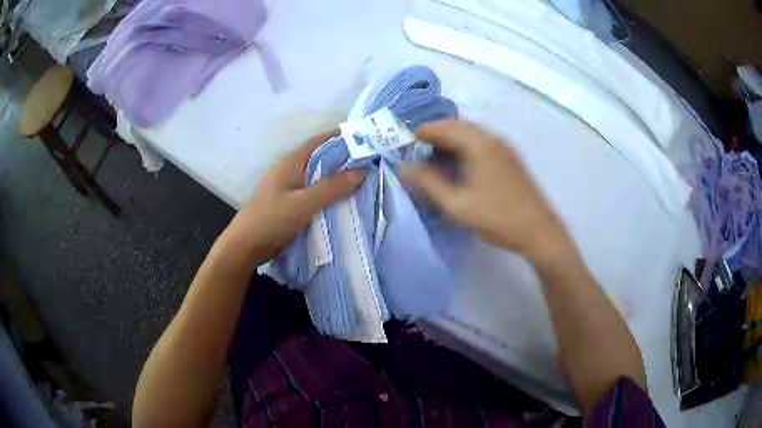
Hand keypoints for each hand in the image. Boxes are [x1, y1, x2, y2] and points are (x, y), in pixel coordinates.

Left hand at [223, 130, 364, 263]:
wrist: (245, 245)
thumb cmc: (271, 219)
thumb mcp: (304, 203)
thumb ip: (331, 187)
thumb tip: (361, 171)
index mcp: (291, 162)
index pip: (319, 141)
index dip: (340, 136)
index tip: (364, 138)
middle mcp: (289, 170)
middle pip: (319, 158)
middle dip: (343, 158)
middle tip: (369, 162)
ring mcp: (287, 187)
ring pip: (316, 176)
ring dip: (335, 177)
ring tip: (361, 181)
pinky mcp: (287, 203)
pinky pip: (312, 192)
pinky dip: (327, 193)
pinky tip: (341, 201)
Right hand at [401, 120, 569, 260]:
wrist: (540, 232)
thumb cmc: (498, 218)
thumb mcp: (457, 204)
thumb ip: (428, 183)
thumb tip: (402, 167)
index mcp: (480, 143)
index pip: (445, 126)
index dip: (422, 132)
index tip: (404, 144)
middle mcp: (493, 138)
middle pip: (458, 127)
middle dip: (435, 136)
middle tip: (416, 153)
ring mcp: (504, 147)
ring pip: (470, 135)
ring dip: (450, 142)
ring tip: (432, 161)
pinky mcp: (510, 158)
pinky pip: (481, 144)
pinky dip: (464, 149)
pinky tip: (457, 167)